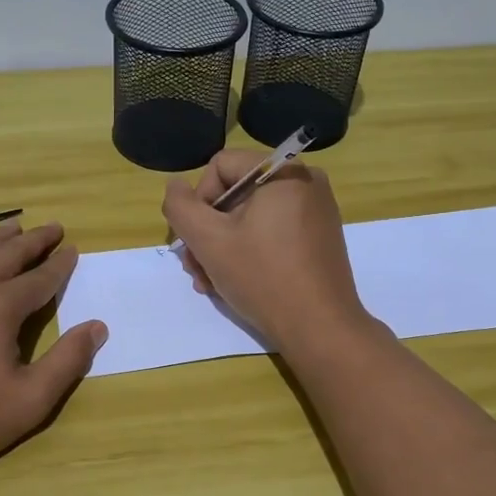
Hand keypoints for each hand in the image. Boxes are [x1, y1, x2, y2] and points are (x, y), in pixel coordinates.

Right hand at [161, 151, 371, 352]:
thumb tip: (175, 187)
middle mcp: (305, 182)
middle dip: (208, 231)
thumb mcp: (208, 240)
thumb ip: (180, 207)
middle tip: (195, 269)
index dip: (198, 201)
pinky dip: (249, 251)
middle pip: (235, 193)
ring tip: (209, 282)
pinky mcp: (319, 237)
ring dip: (222, 246)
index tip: (195, 240)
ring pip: (251, 216)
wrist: (320, 329)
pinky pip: (272, 231)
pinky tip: (233, 281)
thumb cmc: (262, 277)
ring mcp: (316, 211)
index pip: (220, 166)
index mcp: (283, 171)